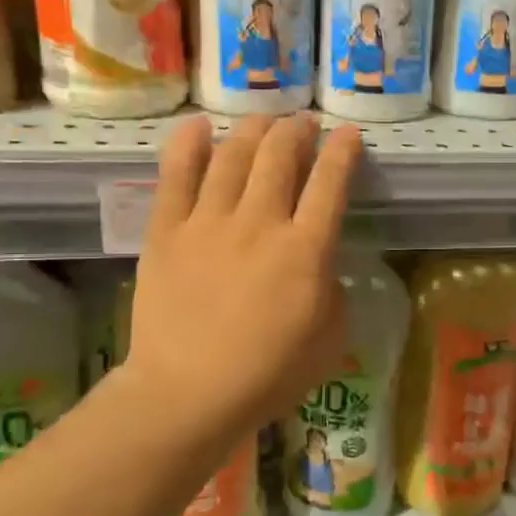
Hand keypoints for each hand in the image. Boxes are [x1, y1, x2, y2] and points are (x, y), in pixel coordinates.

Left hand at [121, 114, 361, 449]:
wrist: (188, 394)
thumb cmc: (269, 374)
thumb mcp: (331, 337)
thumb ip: (333, 288)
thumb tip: (320, 260)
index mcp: (306, 251)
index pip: (331, 183)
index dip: (343, 151)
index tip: (349, 135)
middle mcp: (260, 223)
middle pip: (281, 155)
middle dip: (297, 131)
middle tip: (304, 125)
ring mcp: (209, 223)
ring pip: (233, 155)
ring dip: (254, 129)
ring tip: (265, 121)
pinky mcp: (167, 231)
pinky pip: (176, 175)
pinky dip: (188, 144)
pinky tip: (200, 126)